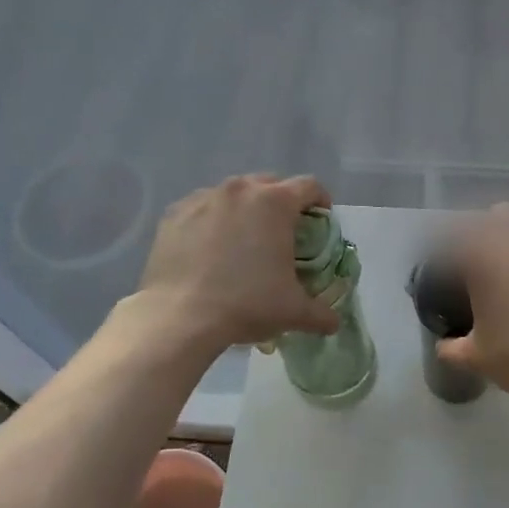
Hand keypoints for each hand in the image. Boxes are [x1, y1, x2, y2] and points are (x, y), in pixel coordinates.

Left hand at [136, 175, 341, 351]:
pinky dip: (212, 220)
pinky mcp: (174, 213)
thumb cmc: (246, 304)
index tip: (320, 219)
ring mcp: (203, 198)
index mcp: (275, 203)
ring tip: (244, 239)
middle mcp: (240, 190)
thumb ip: (320, 313)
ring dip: (245, 209)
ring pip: (233, 193)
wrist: (180, 316)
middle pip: (270, 183)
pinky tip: (210, 247)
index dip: (320, 201)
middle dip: (281, 202)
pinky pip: (202, 207)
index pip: (309, 186)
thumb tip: (334, 323)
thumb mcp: (293, 312)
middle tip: (283, 231)